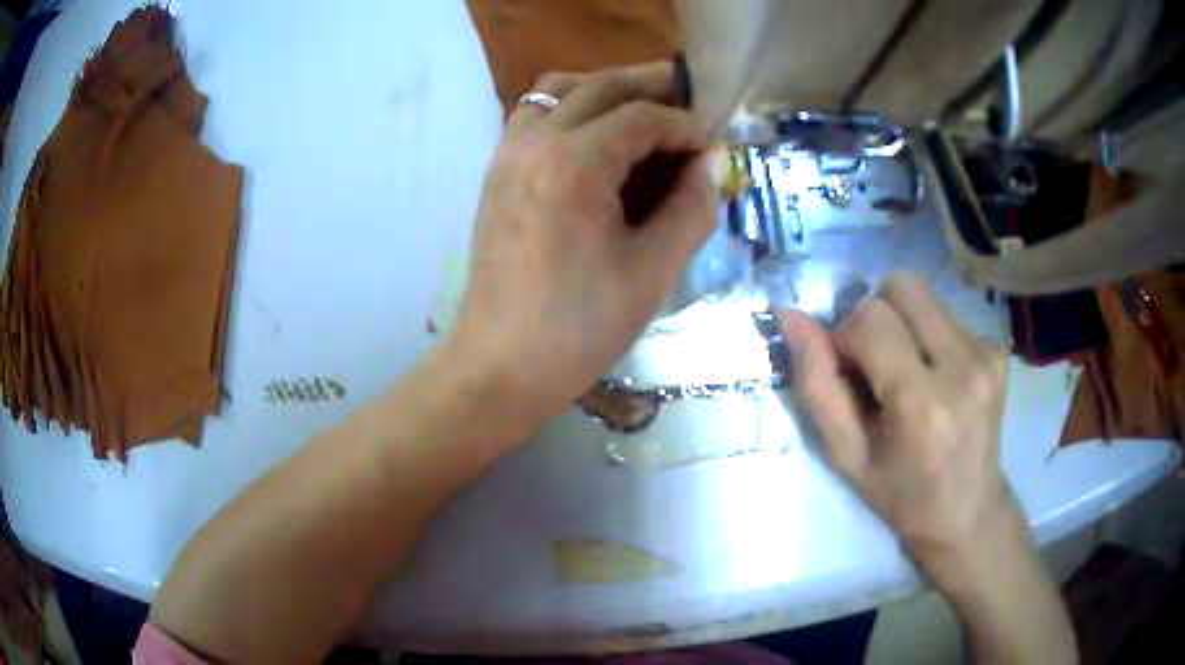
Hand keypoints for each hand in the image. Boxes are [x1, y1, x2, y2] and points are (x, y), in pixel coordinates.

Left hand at [447, 63, 718, 432]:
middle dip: (652, 88)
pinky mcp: (496, 173)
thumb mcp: (653, 271)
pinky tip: (596, 141)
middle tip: (690, 109)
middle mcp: (534, 143)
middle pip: (600, 86)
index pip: (642, 116)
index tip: (713, 147)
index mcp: (574, 164)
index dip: (686, 125)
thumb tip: (710, 163)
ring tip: (643, 115)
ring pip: (559, 90)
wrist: (501, 365)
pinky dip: (570, 109)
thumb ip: (691, 207)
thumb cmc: (580, 328)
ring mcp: (507, 154)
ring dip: (605, 91)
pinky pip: (534, 115)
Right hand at [778, 273, 1013, 577]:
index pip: (869, 319)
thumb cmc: (901, 495)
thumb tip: (791, 316)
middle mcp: (964, 366)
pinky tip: (935, 376)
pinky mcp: (999, 348)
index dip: (845, 338)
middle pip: (900, 287)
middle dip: (874, 318)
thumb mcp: (846, 456)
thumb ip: (817, 385)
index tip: (850, 376)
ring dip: (902, 324)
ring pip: (923, 294)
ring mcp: (987, 353)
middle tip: (876, 368)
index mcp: (923, 404)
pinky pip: (946, 312)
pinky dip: (928, 334)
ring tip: (908, 373)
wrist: (968, 513)